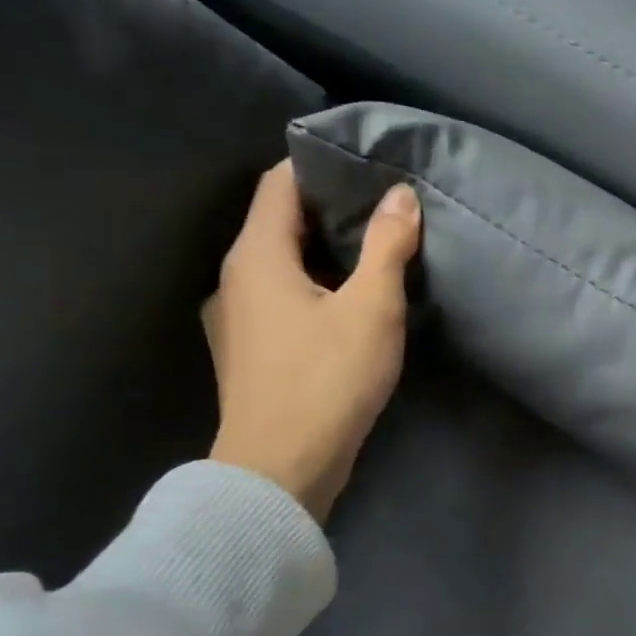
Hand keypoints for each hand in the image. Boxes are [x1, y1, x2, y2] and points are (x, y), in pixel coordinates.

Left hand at [203, 161, 420, 521]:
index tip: (364, 165)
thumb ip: (388, 247)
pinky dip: (310, 284)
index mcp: (256, 257)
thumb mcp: (372, 308)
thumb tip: (401, 195)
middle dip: (327, 208)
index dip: (317, 166)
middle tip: (381, 206)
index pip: (278, 184)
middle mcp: (234, 278)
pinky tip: (345, 303)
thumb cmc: (327, 380)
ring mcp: (235, 318)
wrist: (281, 470)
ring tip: (371, 250)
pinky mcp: (247, 350)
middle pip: (276, 221)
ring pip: (278, 262)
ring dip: (320, 250)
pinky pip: (278, 295)